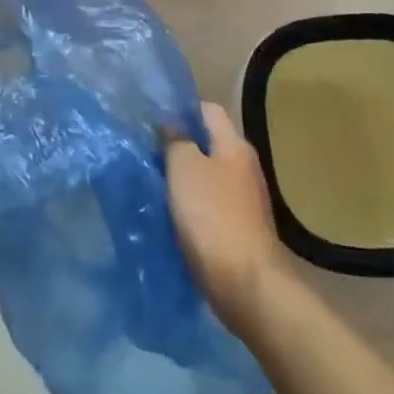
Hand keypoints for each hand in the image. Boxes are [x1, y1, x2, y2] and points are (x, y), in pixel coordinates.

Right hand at [166, 102, 288, 336]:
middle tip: (147, 152)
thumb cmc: (212, 216)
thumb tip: (171, 124)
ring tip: (154, 183)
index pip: (208, 110)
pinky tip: (171, 214)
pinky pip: (210, 204)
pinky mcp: (239, 228)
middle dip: (179, 146)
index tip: (153, 120)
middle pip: (208, 143)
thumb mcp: (184, 168)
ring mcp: (244, 199)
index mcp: (234, 145)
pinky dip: (191, 204)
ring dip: (183, 178)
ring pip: (208, 175)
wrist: (246, 284)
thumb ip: (175, 140)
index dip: (181, 110)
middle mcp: (244, 166)